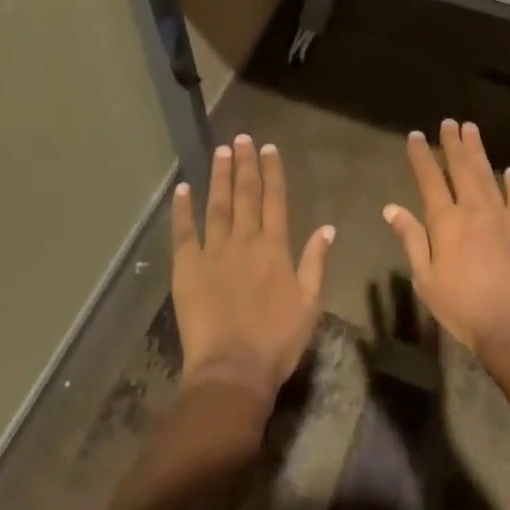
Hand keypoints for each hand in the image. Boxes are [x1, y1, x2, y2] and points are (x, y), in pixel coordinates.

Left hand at [172, 135, 334, 403]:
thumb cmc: (276, 341)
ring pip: (217, 204)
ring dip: (219, 176)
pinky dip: (183, 209)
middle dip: (245, 164)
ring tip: (220, 151)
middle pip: (245, 194)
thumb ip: (316, 262)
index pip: (275, 199)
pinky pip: (184, 232)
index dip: (272, 172)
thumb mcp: (309, 304)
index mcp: (275, 247)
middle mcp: (245, 240)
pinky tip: (183, 189)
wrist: (232, 371)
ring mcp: (214, 251)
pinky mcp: (188, 268)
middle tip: (242, 138)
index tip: (269, 148)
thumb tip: (327, 227)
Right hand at [383, 119, 509, 353]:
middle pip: (461, 167)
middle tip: (449, 122)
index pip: (429, 179)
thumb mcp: (426, 279)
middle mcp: (473, 208)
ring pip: (487, 174)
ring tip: (472, 130)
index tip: (415, 135)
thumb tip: (391, 208)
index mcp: (445, 221)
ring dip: (478, 151)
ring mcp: (502, 215)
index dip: (421, 155)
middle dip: (453, 143)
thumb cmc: (463, 307)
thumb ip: (411, 239)